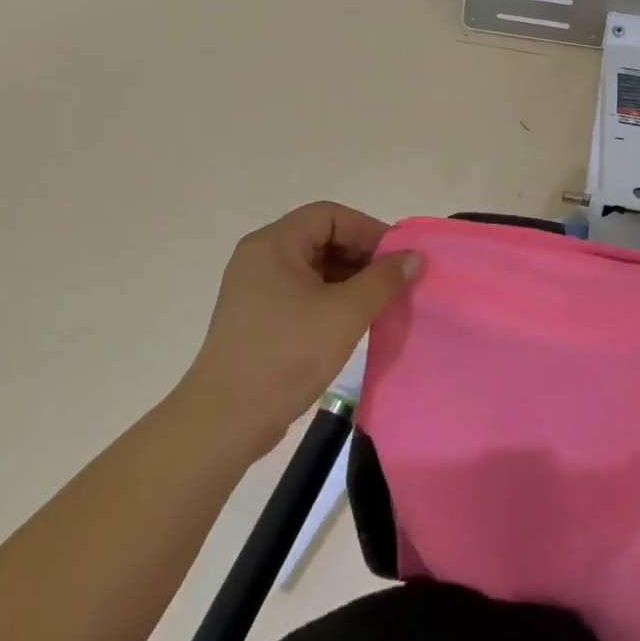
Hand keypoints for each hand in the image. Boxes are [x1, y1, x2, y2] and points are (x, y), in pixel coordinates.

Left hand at [182, 202, 420, 451]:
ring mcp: (256, 288)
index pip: (330, 216)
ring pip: (315, 266)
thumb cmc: (286, 356)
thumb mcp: (345, 313)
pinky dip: (332, 296)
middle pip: (322, 237)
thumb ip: (384, 279)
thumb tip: (415, 257)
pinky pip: (303, 290)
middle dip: (362, 254)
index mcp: (274, 244)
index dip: (368, 230)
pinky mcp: (258, 316)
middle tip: (394, 279)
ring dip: (350, 277)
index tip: (397, 256)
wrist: (224, 423)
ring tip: (380, 300)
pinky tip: (354, 318)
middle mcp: (261, 257)